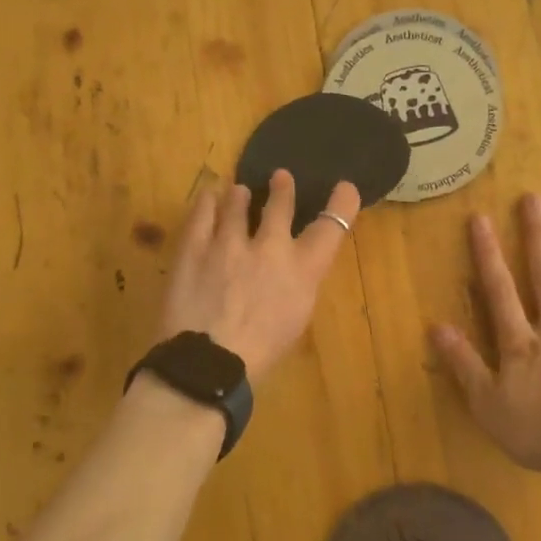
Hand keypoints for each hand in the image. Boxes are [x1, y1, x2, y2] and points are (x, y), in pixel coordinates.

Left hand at [157, 171, 361, 383]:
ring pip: (236, 205)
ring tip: (238, 189)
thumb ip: (296, 287)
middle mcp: (270, 248)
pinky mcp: (195, 247)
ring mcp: (229, 243)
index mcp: (302, 271)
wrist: (209, 364)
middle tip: (280, 177)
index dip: (341, 204)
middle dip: (282, 190)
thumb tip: (289, 272)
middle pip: (280, 206)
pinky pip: (202, 215)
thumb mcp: (295, 322)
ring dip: (239, 196)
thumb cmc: (259, 355)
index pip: (330, 228)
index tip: (344, 187)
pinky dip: (207, 203)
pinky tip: (208, 196)